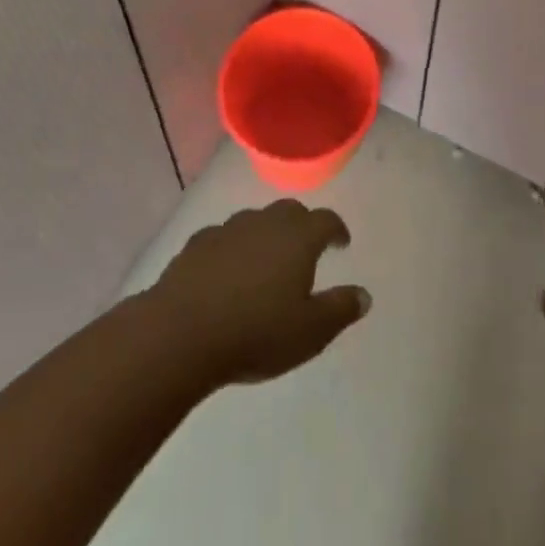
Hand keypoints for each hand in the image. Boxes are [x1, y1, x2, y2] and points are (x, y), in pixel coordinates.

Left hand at [147, 198, 369, 388]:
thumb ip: (340, 309)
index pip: (326, 220)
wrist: (180, 334)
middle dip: (302, 225)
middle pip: (290, 212)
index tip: (341, 243)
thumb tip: (364, 295)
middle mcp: (265, 222)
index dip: (336, 230)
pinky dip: (233, 248)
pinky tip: (227, 271)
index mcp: (298, 238)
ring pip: (255, 221)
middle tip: (305, 249)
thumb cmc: (256, 332)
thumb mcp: (310, 332)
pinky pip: (224, 238)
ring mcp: (228, 229)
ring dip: (266, 235)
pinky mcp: (197, 244)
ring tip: (266, 261)